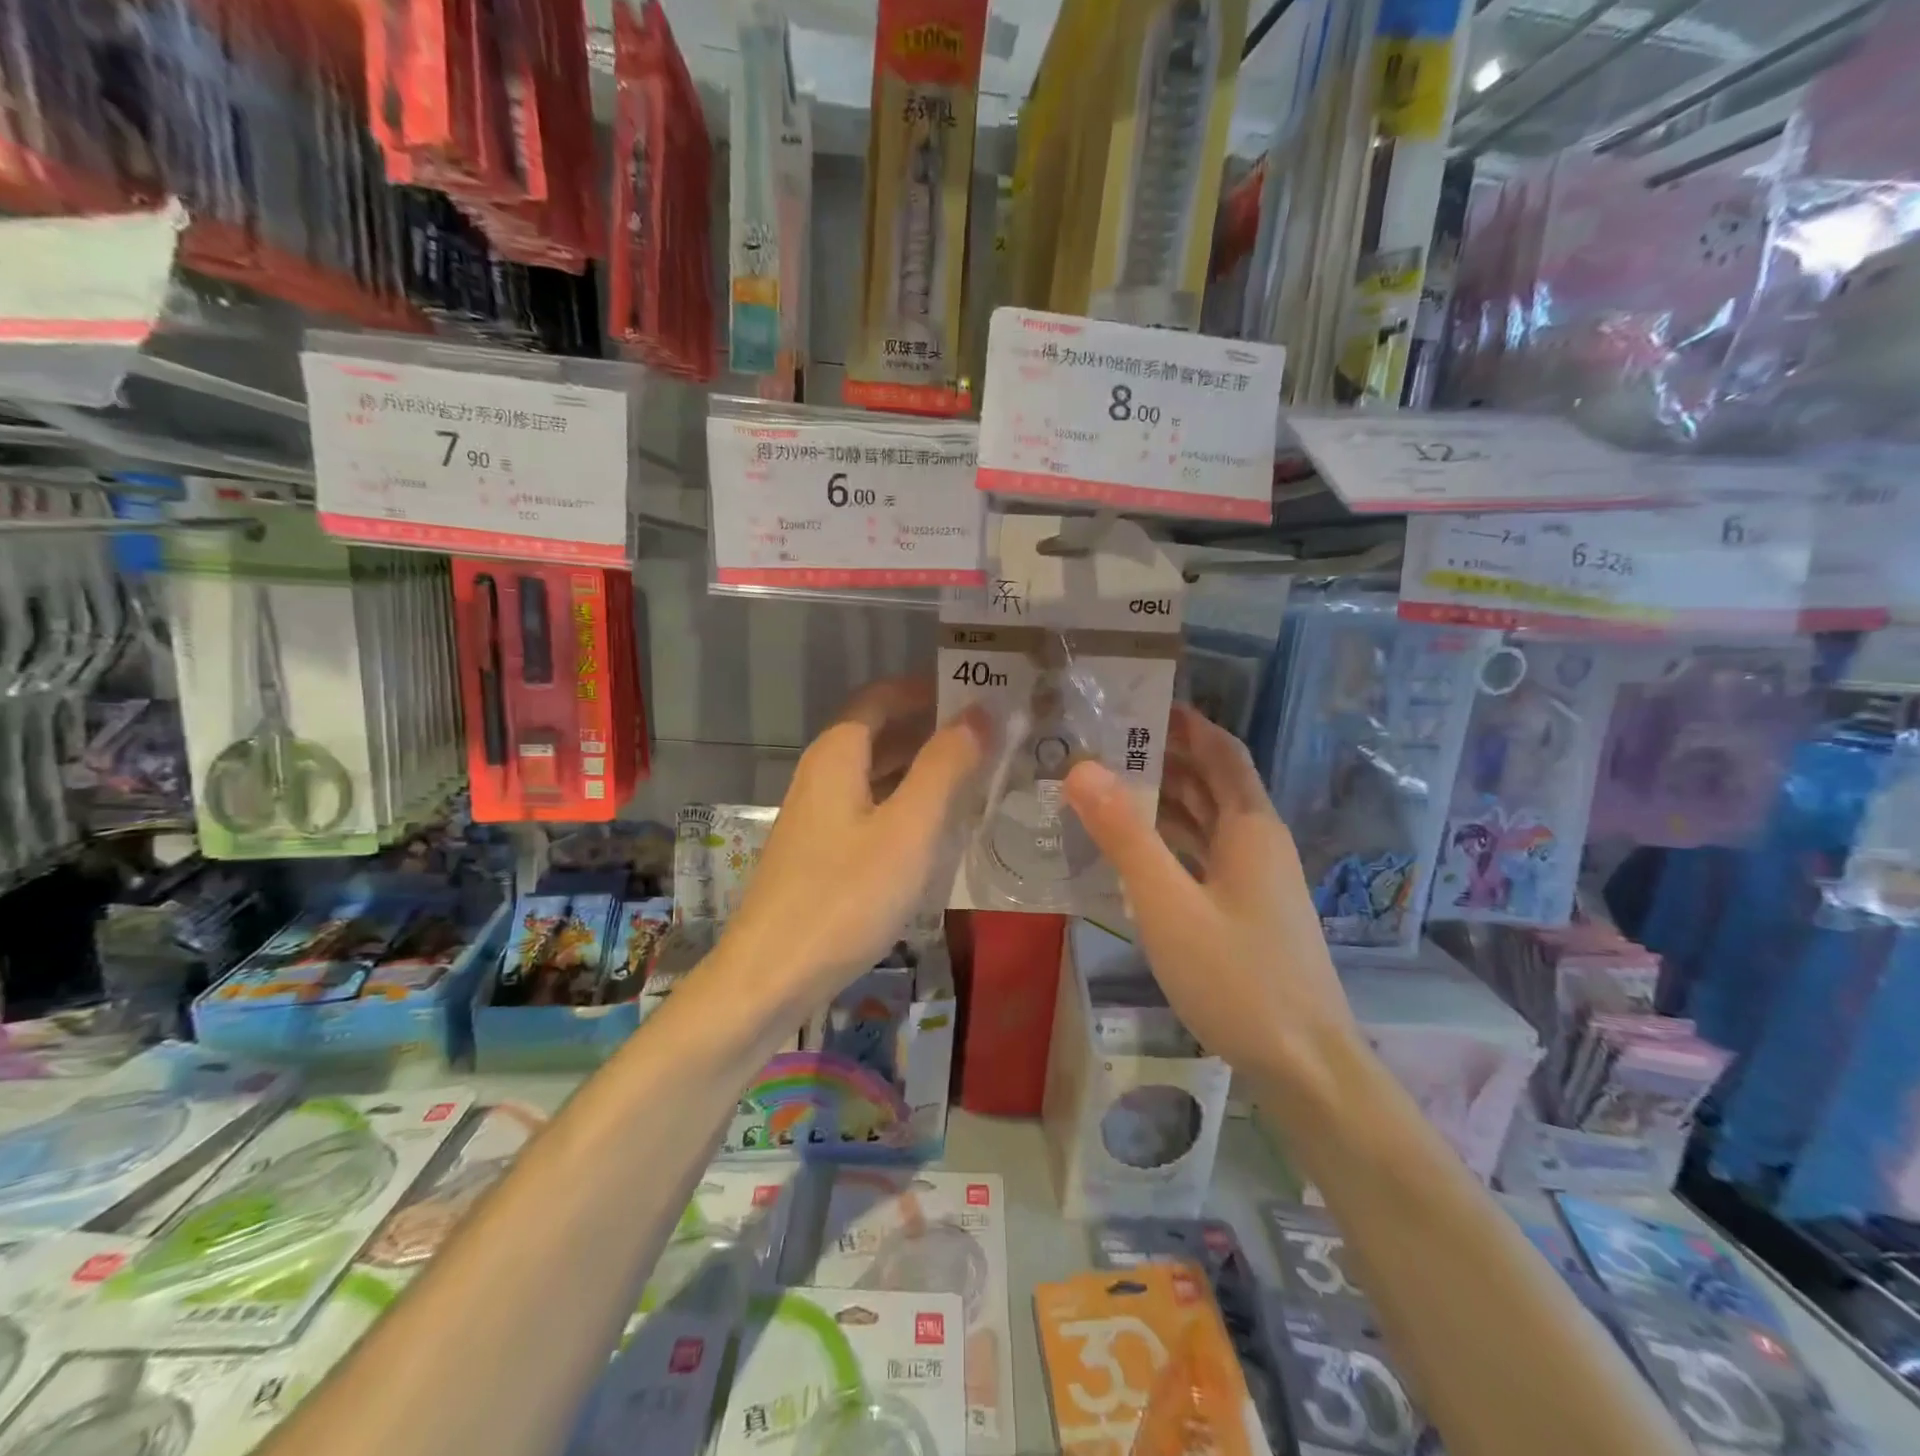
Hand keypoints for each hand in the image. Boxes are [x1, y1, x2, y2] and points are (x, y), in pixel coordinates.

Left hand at [722, 678, 988, 1010]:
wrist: (770, 976)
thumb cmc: (845, 896)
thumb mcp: (908, 829)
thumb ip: (945, 767)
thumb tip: (978, 713)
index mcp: (837, 754)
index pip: (882, 697)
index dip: (926, 689)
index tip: (975, 693)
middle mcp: (821, 774)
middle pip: (879, 733)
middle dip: (930, 728)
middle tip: (989, 736)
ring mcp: (817, 815)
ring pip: (875, 774)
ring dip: (920, 768)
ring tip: (974, 776)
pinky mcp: (820, 852)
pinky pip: (869, 808)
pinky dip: (904, 803)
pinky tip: (935, 828)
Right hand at [1063, 704, 1358, 1082]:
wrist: (1305, 1066)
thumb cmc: (1237, 977)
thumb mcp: (1169, 904)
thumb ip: (1125, 836)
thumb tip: (1082, 768)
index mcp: (1249, 826)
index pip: (1221, 750)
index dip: (1186, 721)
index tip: (1138, 701)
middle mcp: (1257, 842)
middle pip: (1211, 781)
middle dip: (1164, 757)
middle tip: (1101, 743)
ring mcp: (1254, 879)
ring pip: (1206, 820)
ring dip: (1163, 799)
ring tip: (1104, 786)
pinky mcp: (1246, 910)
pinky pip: (1203, 855)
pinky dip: (1169, 841)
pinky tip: (1131, 850)